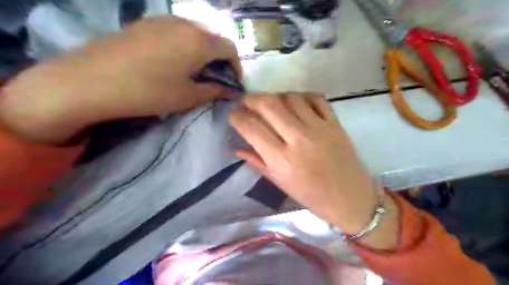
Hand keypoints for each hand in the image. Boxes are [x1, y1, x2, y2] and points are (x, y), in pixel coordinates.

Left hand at [0, 15, 240, 143]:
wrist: (92, 81)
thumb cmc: (150, 91)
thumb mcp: (188, 96)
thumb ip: (214, 90)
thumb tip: (231, 90)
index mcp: (199, 42)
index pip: (230, 48)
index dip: (236, 67)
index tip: (232, 83)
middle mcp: (185, 24)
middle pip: (213, 39)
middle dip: (220, 59)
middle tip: (214, 79)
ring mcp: (162, 20)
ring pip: (194, 33)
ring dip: (202, 52)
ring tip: (194, 71)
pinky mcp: (145, 23)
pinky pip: (175, 31)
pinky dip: (184, 45)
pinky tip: (173, 61)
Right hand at [229, 94, 398, 248]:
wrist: (351, 199)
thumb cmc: (312, 197)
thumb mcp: (281, 184)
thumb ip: (258, 162)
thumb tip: (238, 148)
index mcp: (282, 160)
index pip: (252, 129)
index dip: (237, 118)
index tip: (232, 115)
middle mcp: (299, 139)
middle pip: (269, 105)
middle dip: (251, 99)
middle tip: (246, 102)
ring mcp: (319, 128)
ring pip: (291, 97)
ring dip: (275, 97)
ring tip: (270, 105)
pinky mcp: (335, 123)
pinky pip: (315, 98)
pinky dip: (301, 96)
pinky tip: (295, 103)